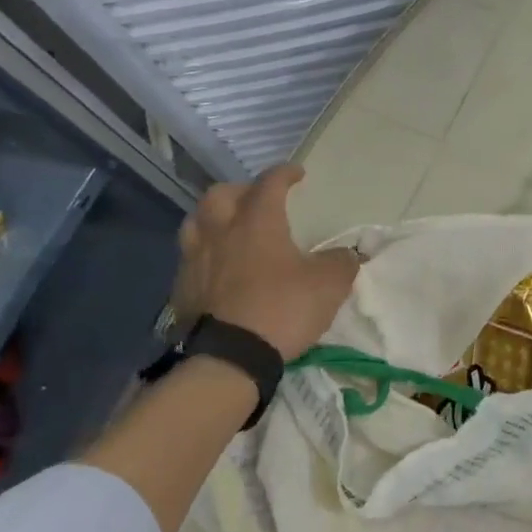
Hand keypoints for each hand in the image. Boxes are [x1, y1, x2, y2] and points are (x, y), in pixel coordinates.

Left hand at [171, 165, 358, 360]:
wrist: (229, 357)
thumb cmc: (282, 309)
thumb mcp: (328, 285)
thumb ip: (341, 263)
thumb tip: (349, 254)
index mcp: (257, 221)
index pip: (270, 183)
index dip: (285, 173)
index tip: (297, 174)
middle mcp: (220, 231)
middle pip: (220, 194)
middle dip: (240, 190)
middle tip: (256, 200)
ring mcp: (195, 259)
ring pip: (196, 222)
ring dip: (213, 218)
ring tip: (229, 229)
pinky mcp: (181, 288)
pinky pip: (189, 258)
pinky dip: (204, 254)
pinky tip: (216, 268)